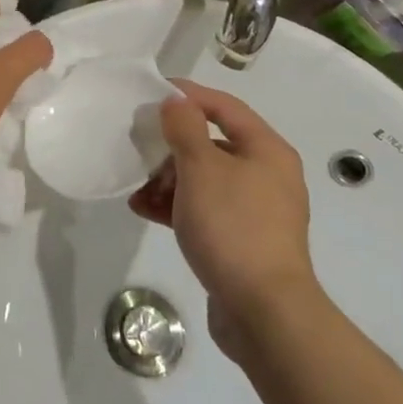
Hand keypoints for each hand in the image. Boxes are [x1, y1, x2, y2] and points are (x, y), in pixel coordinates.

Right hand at [129, 81, 316, 360]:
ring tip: (136, 184)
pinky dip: (176, 206)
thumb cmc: (233, 226)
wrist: (263, 311)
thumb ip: (185, 128)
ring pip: (204, 179)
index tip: (151, 92)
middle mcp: (266, 175)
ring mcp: (255, 211)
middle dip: (171, 144)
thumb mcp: (201, 168)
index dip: (188, 95)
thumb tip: (176, 101)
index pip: (224, 106)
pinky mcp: (242, 241)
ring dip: (168, 178)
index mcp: (266, 150)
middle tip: (138, 143)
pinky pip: (204, 210)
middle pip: (212, 143)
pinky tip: (144, 209)